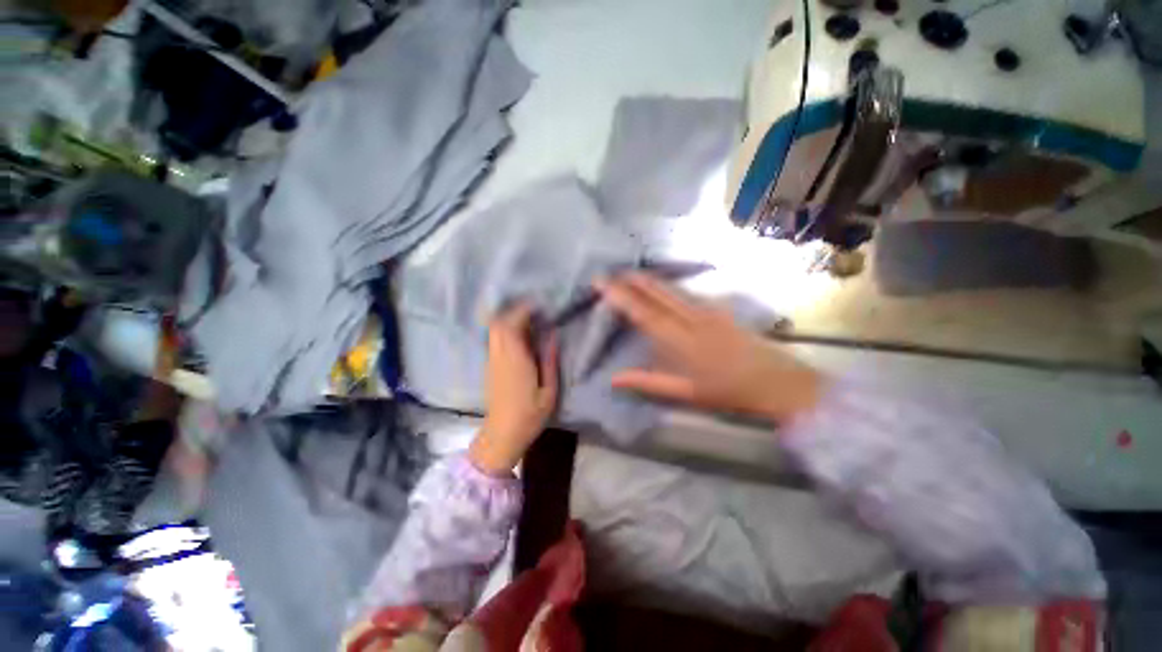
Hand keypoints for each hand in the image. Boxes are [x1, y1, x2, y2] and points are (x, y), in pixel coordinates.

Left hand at [469, 303, 559, 474]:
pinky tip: (521, 336)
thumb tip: (552, 336)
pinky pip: (495, 340)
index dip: (523, 311)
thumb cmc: (530, 415)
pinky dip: (506, 331)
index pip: (512, 325)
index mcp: (515, 360)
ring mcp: (492, 361)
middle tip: (535, 312)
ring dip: (509, 320)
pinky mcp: (490, 366)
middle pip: (498, 323)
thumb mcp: (549, 390)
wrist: (502, 435)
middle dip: (514, 312)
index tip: (539, 306)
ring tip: (530, 321)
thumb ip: (550, 361)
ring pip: (494, 331)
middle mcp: (500, 356)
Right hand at [595, 273, 822, 423]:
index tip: (603, 283)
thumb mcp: (685, 393)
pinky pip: (688, 293)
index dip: (621, 297)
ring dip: (650, 281)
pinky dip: (669, 287)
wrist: (779, 382)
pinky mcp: (720, 310)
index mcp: (682, 341)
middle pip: (659, 294)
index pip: (644, 314)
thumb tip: (613, 379)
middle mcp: (693, 319)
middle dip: (634, 281)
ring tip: (632, 274)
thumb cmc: (729, 392)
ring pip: (673, 290)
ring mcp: (709, 311)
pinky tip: (665, 287)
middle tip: (612, 272)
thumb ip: (648, 383)